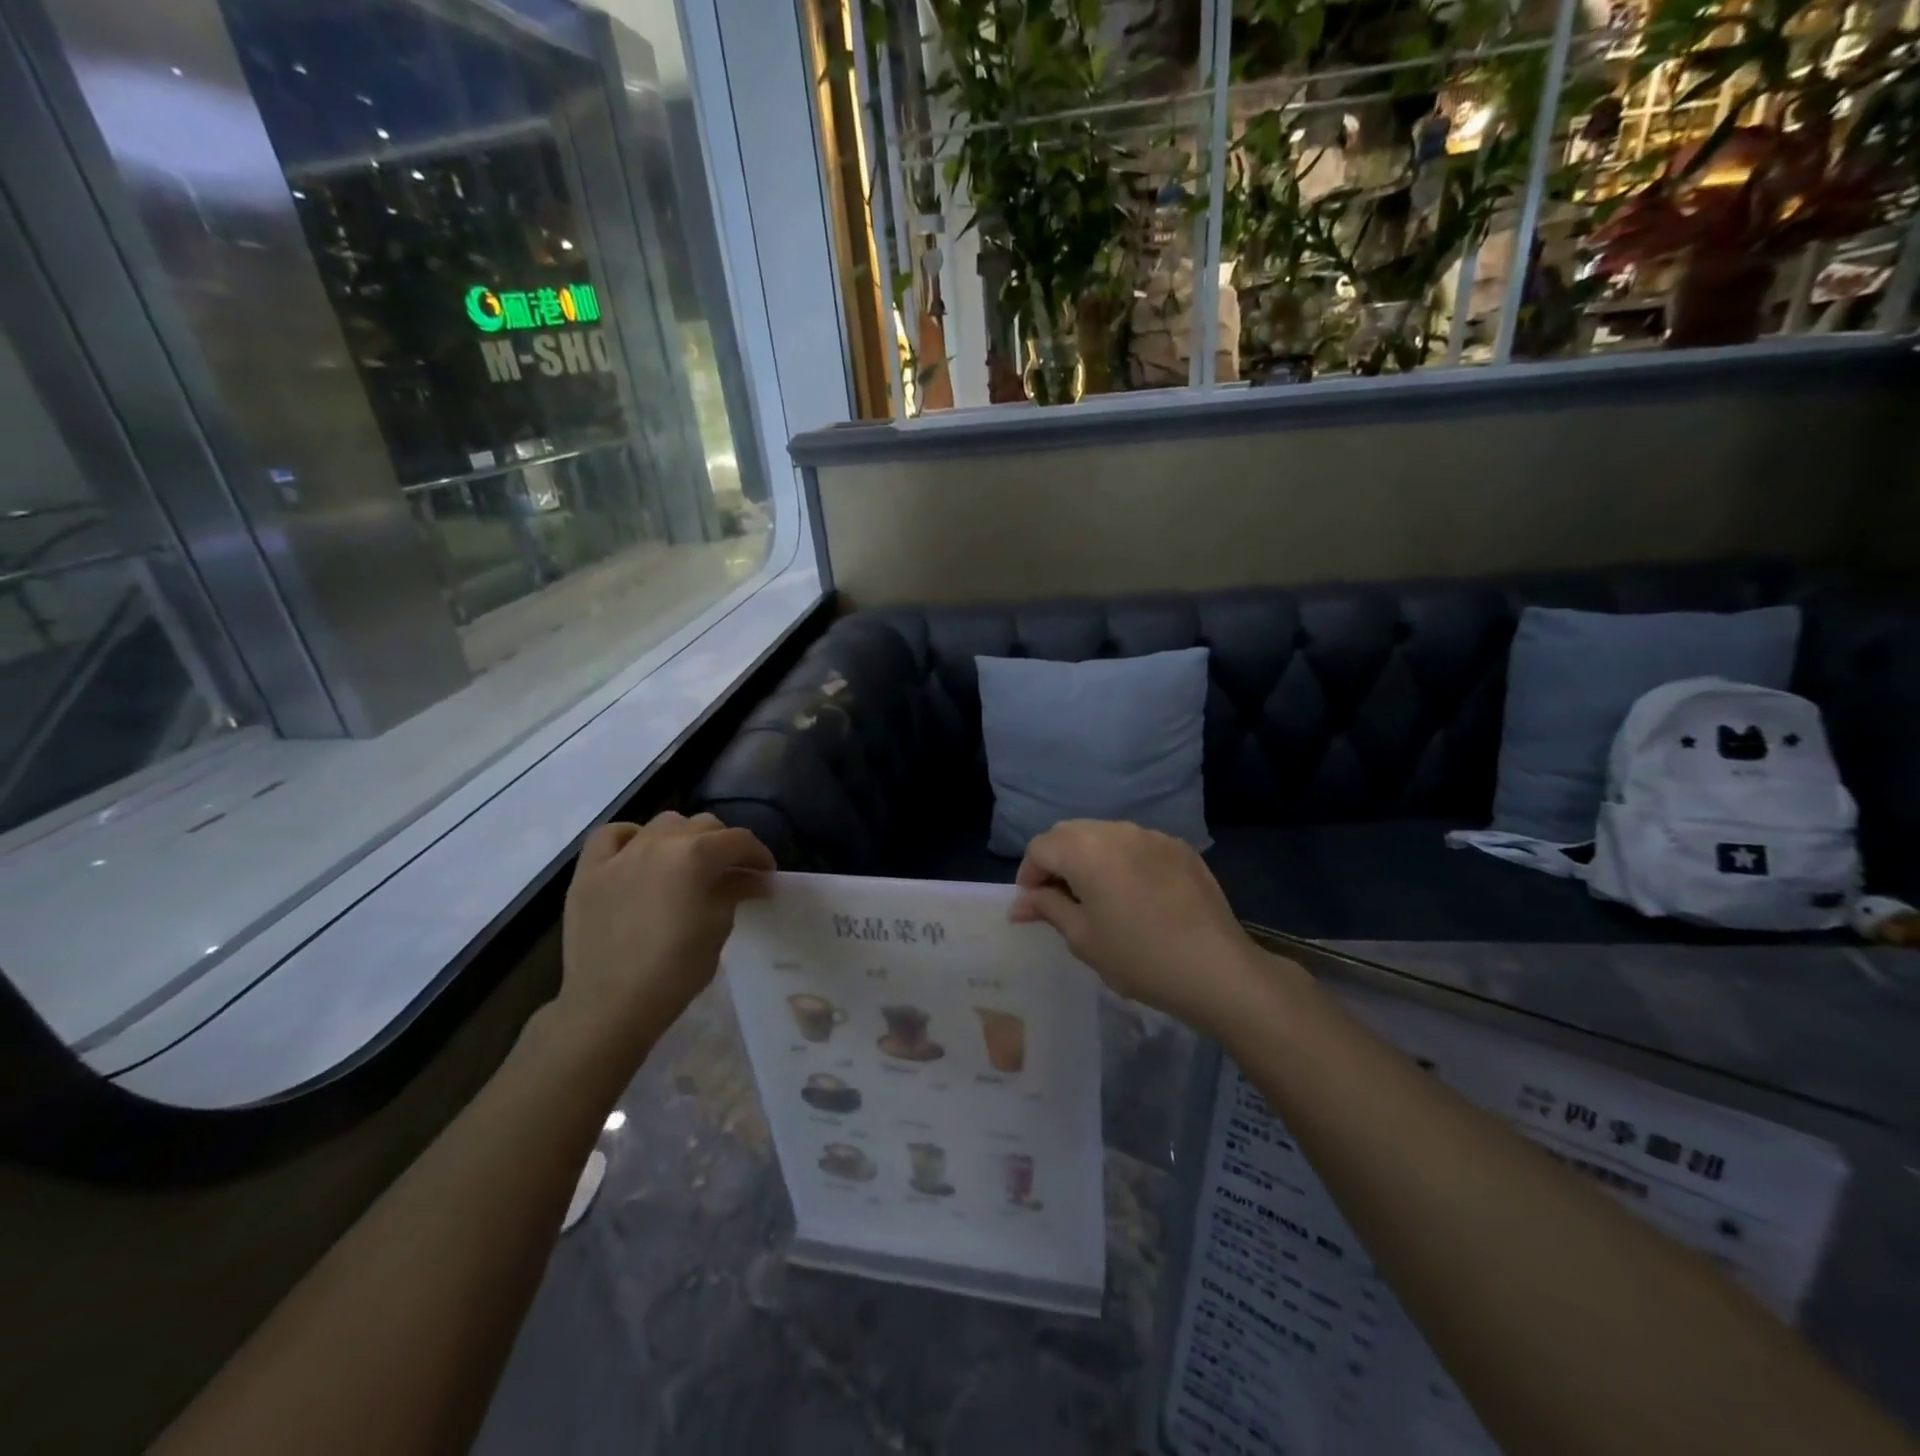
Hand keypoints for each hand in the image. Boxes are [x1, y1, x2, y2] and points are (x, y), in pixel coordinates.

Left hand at [558, 811, 773, 1054]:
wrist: (611, 1004)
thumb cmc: (676, 969)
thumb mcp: (719, 927)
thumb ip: (735, 891)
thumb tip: (753, 878)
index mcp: (696, 855)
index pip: (739, 840)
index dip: (759, 855)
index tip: (765, 875)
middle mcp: (659, 842)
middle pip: (703, 825)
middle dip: (723, 845)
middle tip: (730, 873)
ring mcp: (621, 854)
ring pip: (662, 824)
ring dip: (682, 837)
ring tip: (685, 864)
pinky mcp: (589, 871)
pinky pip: (611, 835)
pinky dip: (629, 838)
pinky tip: (637, 855)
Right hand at [1011, 820, 1264, 1032]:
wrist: (1216, 969)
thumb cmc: (1139, 957)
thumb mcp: (1083, 938)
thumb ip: (1048, 908)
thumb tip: (1020, 903)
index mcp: (1086, 849)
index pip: (1040, 847)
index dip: (1029, 875)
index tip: (1033, 907)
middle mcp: (1116, 830)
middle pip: (1070, 833)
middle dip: (1056, 861)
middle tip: (1059, 900)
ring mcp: (1152, 835)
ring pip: (1104, 834)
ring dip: (1089, 857)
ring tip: (1096, 896)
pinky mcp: (1179, 848)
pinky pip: (1137, 844)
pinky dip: (1122, 860)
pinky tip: (1134, 894)